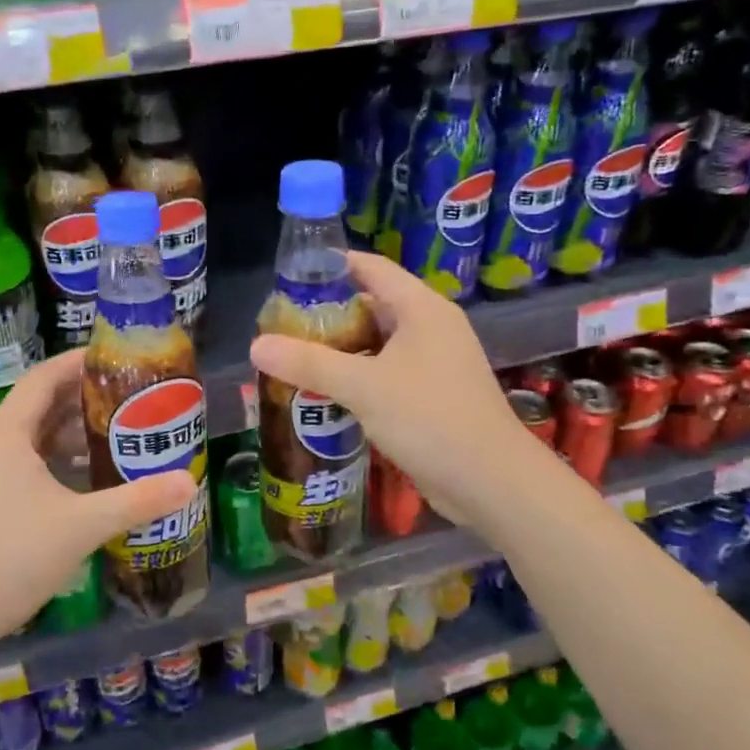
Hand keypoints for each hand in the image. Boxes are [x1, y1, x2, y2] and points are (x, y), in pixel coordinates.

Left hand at [0, 350, 195, 652]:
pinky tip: (89, 473)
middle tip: (130, 395)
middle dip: (83, 396)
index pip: (44, 377)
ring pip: (35, 435)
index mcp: (7, 433)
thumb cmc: (12, 556)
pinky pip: (29, 461)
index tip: (118, 358)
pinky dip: (59, 458)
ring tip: (118, 429)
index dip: (79, 362)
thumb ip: (137, 501)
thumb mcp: (82, 524)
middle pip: (41, 403)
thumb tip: (188, 482)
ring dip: (73, 429)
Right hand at [251, 252, 529, 528]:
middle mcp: (430, 327)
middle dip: (327, 314)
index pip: (370, 267)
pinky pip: (386, 373)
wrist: (493, 483)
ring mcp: (434, 363)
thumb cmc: (432, 419)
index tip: (288, 277)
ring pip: (377, 343)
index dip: (330, 266)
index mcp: (421, 308)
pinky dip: (357, 376)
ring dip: (340, 349)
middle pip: (371, 305)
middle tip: (282, 325)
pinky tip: (325, 393)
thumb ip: (310, 363)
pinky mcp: (432, 395)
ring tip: (294, 356)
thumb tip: (257, 345)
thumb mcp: (364, 387)